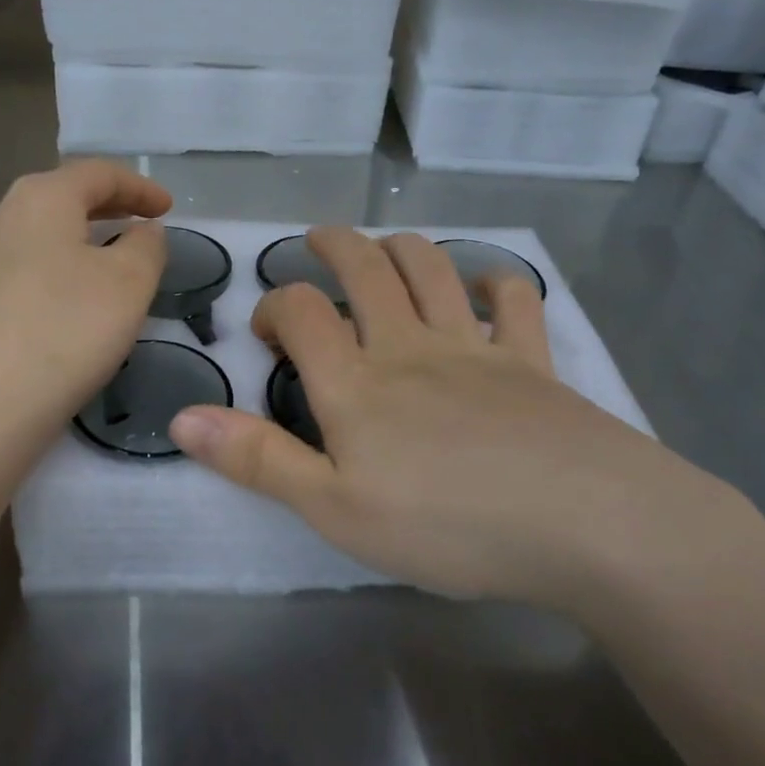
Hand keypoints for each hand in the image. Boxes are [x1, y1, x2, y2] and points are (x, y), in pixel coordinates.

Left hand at [0, 160, 169, 447]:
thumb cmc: (68, 330)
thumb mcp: (130, 282)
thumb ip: (147, 245)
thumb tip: (141, 232)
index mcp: (41, 197)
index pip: (98, 173)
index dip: (140, 186)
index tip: (169, 209)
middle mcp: (2, 214)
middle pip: (65, 196)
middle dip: (111, 207)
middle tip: (146, 224)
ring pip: (44, 231)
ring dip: (85, 237)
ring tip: (116, 257)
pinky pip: (28, 263)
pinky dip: (62, 264)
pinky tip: (76, 294)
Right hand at [169, 228, 747, 608]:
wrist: (582, 523)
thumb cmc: (446, 525)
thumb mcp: (333, 509)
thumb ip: (257, 459)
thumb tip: (182, 417)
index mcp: (357, 382)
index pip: (302, 311)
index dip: (275, 305)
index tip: (267, 330)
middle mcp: (410, 346)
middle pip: (367, 269)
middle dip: (335, 245)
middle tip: (318, 240)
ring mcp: (476, 347)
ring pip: (434, 268)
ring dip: (404, 247)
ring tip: (386, 247)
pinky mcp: (533, 361)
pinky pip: (517, 300)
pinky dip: (499, 283)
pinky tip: (490, 286)